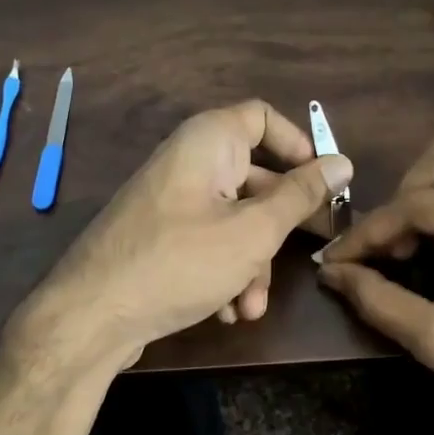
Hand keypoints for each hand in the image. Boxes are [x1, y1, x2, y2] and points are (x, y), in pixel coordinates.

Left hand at [19, 100, 352, 369]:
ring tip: (251, 307)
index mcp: (207, 142)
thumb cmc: (180, 262)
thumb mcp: (252, 231)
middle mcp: (187, 163)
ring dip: (251, 265)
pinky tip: (226, 312)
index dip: (298, 145)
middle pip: (253, 179)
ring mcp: (169, 203)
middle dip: (278, 227)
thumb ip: (300, 196)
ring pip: (232, 221)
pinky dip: (223, 274)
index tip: (324, 183)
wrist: (91, 317)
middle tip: (307, 255)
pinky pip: (206, 244)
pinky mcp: (158, 239)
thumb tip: (342, 162)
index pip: (263, 117)